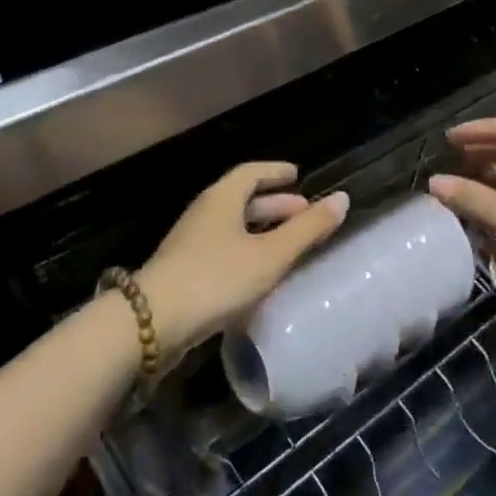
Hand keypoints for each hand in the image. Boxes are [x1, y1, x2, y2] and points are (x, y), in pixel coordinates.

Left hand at [137, 162, 349, 356]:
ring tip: (287, 244)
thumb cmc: (217, 277)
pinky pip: (222, 249)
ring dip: (260, 230)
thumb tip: (343, 198)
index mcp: (222, 198)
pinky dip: (246, 251)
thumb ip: (307, 229)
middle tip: (303, 212)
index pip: (251, 172)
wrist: (152, 323)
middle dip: (274, 204)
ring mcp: (190, 243)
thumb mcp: (270, 255)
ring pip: (232, 226)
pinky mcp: (183, 272)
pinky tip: (259, 274)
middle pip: (242, 199)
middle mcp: (204, 213)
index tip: (296, 174)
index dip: (275, 172)